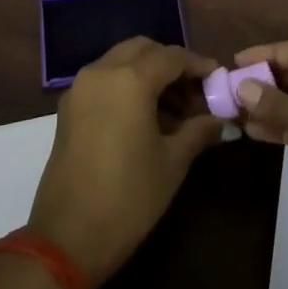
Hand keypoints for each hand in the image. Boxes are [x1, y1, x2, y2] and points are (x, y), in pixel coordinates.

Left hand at [27, 38, 225, 284]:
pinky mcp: (68, 107)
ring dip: (148, 73)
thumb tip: (220, 119)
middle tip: (194, 93)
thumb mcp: (173, 163)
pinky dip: (127, 85)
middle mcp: (102, 72)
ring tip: (174, 110)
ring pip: (121, 61)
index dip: (198, 65)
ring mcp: (80, 88)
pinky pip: (104, 79)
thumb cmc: (128, 198)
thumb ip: (199, 131)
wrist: (67, 239)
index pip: (172, 56)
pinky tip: (146, 117)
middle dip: (171, 64)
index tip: (217, 80)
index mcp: (130, 80)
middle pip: (143, 49)